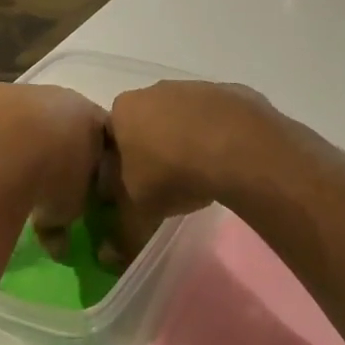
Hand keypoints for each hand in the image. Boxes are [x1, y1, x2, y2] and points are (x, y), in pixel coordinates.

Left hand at [0, 83, 107, 252]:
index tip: (84, 180)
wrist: (3, 153)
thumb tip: (59, 248)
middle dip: (57, 142)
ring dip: (23, 135)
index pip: (102, 137)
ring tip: (9, 165)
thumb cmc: (50, 182)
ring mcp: (27, 92)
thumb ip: (65, 223)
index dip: (93, 159)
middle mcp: (65, 98)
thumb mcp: (66, 211)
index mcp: (94, 121)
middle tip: (45, 172)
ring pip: (30, 113)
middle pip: (65, 119)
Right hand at [104, 80, 275, 252]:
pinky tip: (229, 163)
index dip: (117, 168)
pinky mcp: (232, 92)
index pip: (110, 139)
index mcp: (123, 110)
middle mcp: (155, 90)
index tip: (131, 191)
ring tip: (201, 176)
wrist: (237, 149)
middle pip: (147, 124)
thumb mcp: (140, 214)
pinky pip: (219, 119)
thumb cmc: (172, 175)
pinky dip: (220, 137)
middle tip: (166, 185)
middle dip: (153, 151)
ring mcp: (196, 87)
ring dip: (188, 142)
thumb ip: (121, 235)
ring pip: (184, 118)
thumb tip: (107, 257)